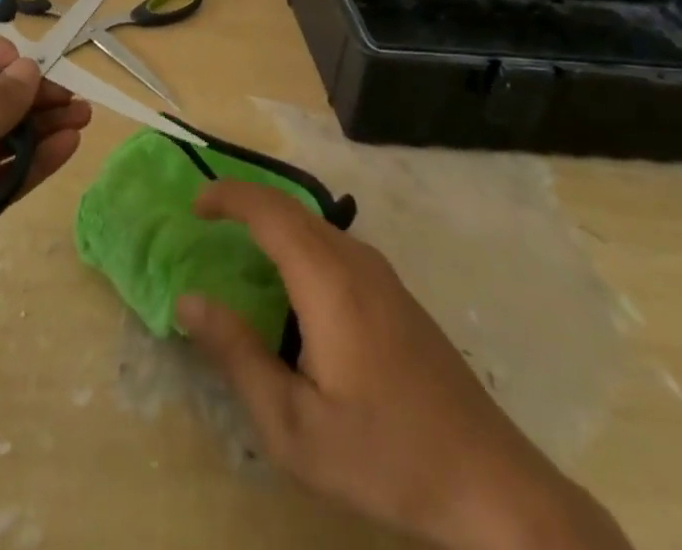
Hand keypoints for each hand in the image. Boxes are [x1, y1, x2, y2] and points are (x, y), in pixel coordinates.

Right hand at [176, 183, 630, 549]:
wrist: (493, 485)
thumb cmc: (386, 456)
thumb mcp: (294, 427)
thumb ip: (237, 356)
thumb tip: (188, 300)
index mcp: (327, 280)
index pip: (268, 210)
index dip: (227, 196)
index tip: (193, 206)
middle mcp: (355, 260)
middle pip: (290, 208)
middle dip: (245, 202)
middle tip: (206, 218)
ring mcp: (382, 275)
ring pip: (315, 225)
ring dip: (273, 221)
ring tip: (240, 245)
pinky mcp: (397, 295)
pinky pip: (335, 245)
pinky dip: (298, 241)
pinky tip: (293, 284)